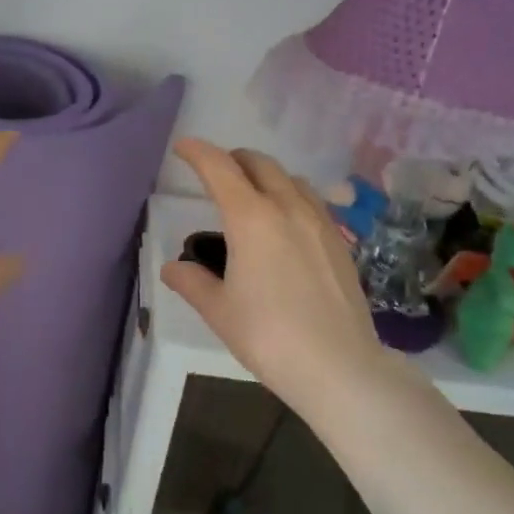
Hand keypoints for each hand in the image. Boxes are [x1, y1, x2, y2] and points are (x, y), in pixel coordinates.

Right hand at [162, 138, 386, 410]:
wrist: (339, 367)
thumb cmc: (269, 336)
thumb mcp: (219, 311)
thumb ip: (192, 282)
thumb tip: (174, 268)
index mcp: (251, 218)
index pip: (220, 168)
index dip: (198, 152)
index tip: (183, 147)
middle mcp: (288, 208)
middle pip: (259, 163)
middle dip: (233, 159)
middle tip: (215, 173)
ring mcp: (319, 222)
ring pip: (290, 178)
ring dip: (265, 175)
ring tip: (251, 196)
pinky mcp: (339, 241)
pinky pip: (311, 201)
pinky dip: (290, 196)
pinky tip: (285, 224)